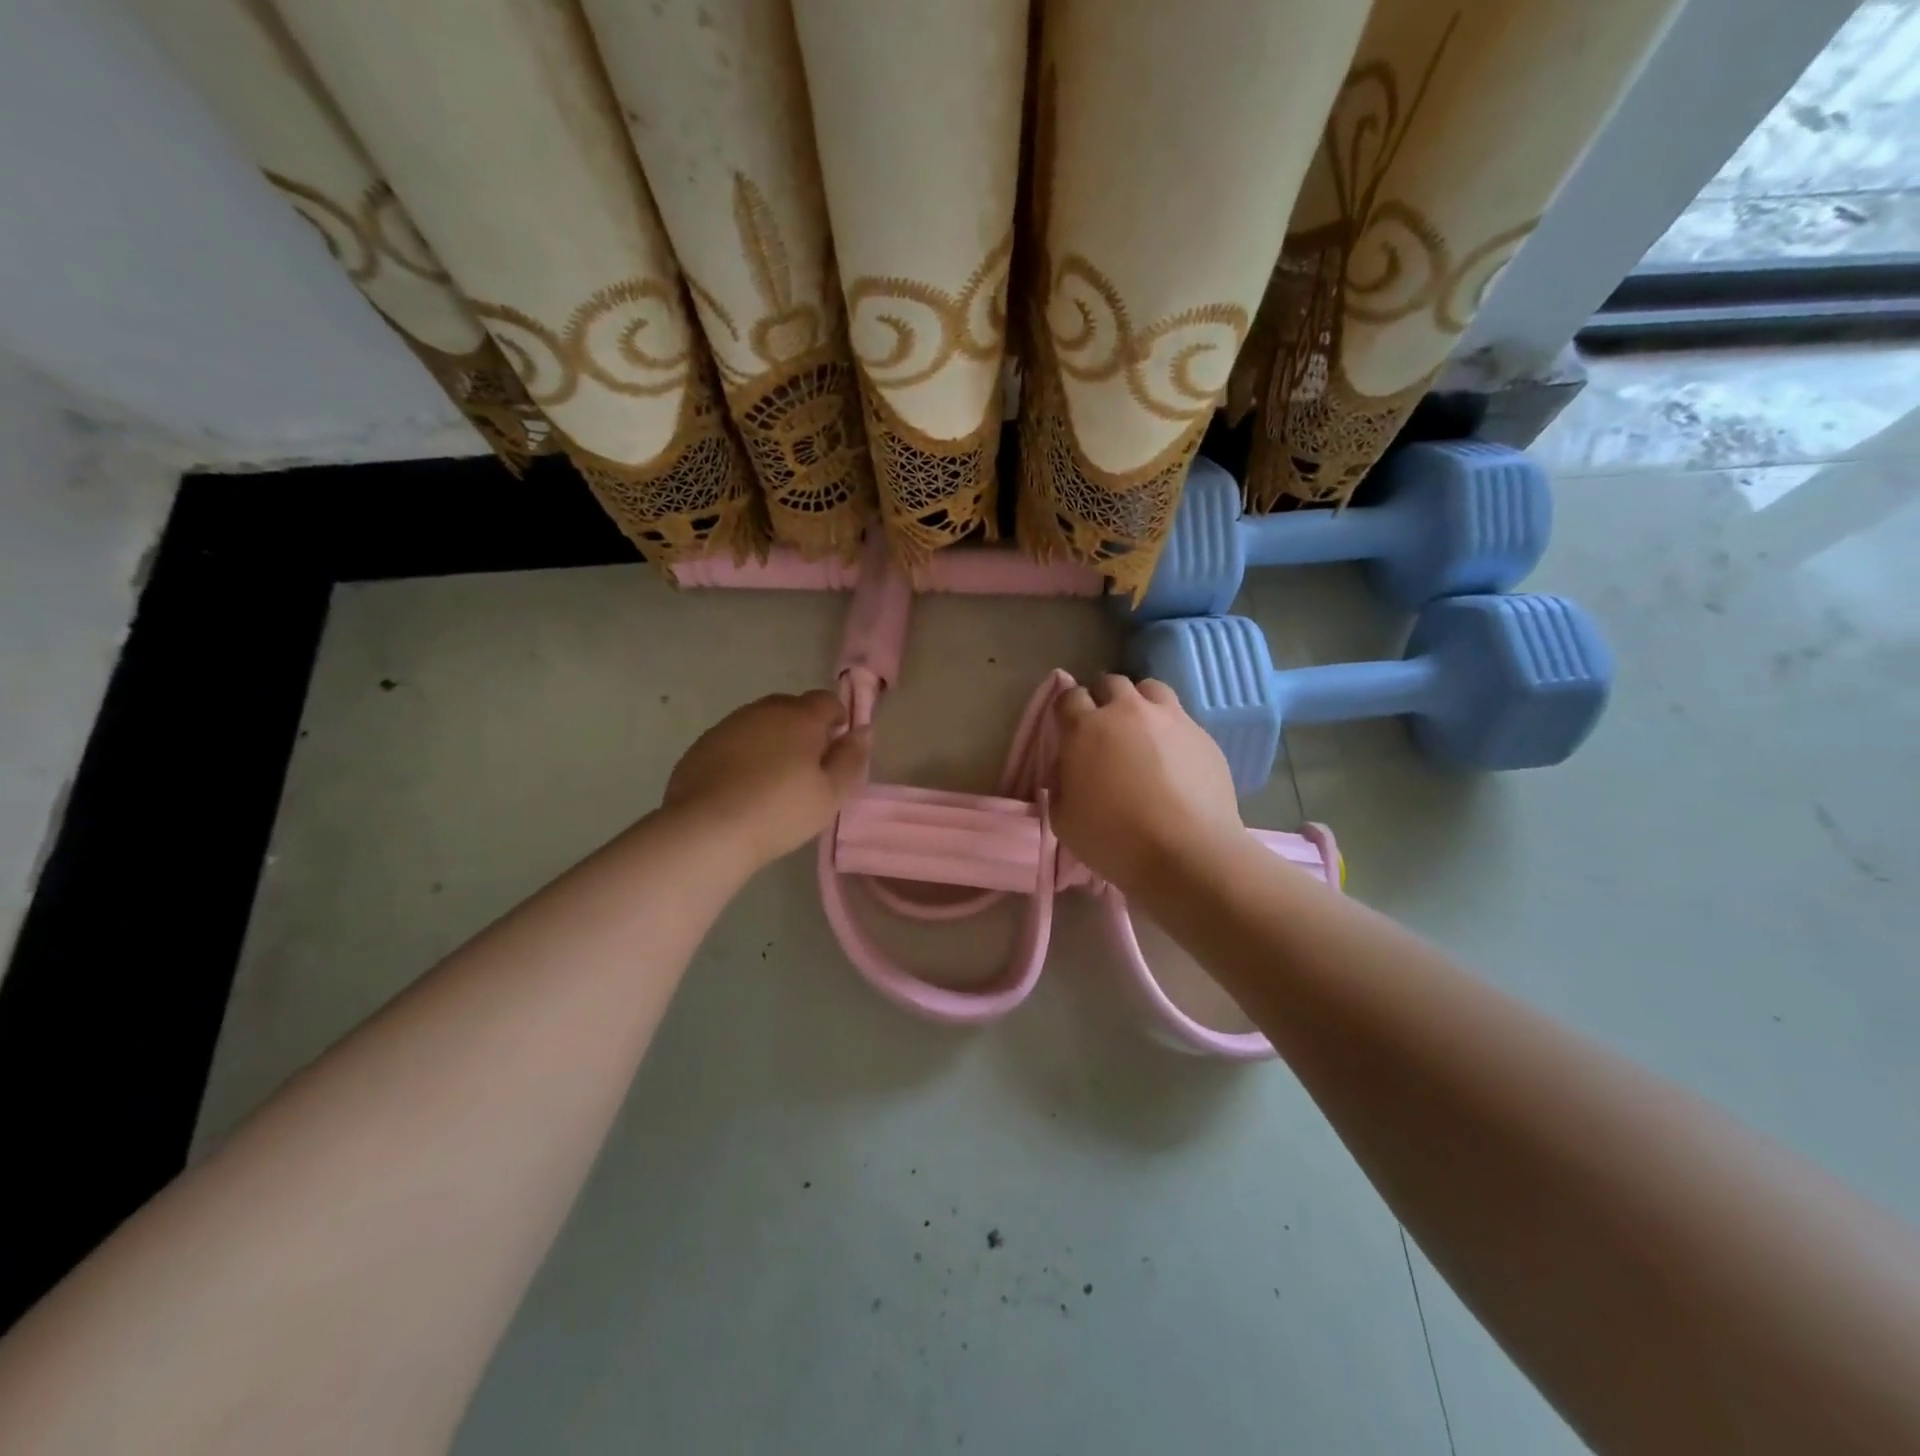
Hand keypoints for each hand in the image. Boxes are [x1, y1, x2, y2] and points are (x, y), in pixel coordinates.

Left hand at [662, 690, 869, 868]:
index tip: (837, 748)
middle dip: (804, 728)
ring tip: (773, 779)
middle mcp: (763, 711)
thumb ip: (852, 759)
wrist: (707, 830)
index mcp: (799, 717)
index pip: (827, 700)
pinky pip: (733, 741)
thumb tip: (862, 731)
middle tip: (808, 766)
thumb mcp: (831, 793)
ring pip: (760, 723)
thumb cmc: (780, 811)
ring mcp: (728, 726)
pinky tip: (742, 787)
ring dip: (772, 740)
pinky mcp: (701, 746)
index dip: (838, 719)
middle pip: (791, 707)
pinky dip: (744, 754)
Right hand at [1051, 675, 1243, 893]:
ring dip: (1139, 702)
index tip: (1068, 726)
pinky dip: (1170, 729)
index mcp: (1086, 728)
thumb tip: (1069, 770)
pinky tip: (1173, 759)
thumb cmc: (1114, 839)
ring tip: (1141, 730)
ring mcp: (1170, 719)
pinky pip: (1181, 719)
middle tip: (1103, 726)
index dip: (1067, 709)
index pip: (1069, 697)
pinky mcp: (1203, 735)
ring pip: (1150, 689)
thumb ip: (1061, 784)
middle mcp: (1127, 712)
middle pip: (1111, 683)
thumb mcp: (1064, 819)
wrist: (1187, 853)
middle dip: (1103, 698)